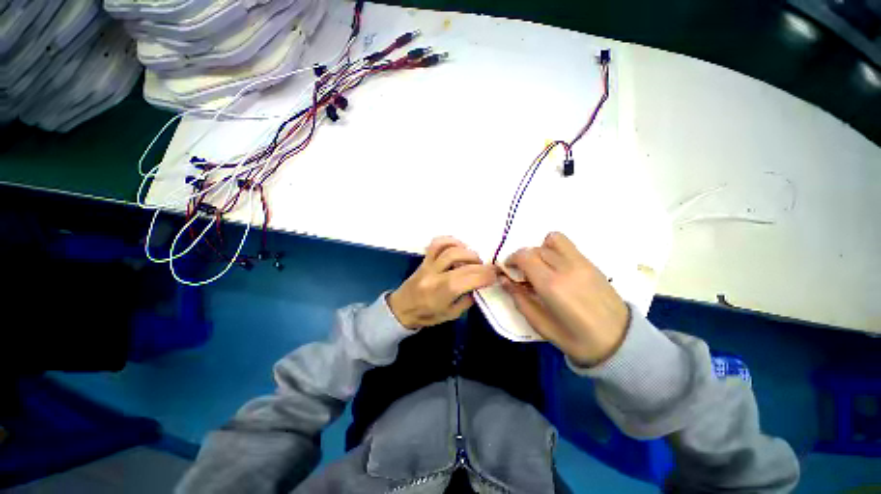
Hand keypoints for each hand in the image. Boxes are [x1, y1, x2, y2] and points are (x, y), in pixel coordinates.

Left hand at [388, 236, 497, 329]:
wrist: (401, 309)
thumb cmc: (427, 315)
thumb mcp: (451, 314)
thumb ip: (467, 299)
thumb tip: (480, 285)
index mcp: (442, 292)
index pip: (469, 279)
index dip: (487, 275)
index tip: (497, 275)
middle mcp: (435, 275)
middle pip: (462, 262)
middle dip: (481, 264)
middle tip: (488, 268)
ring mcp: (428, 265)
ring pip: (450, 250)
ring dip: (467, 252)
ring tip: (474, 260)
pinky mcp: (424, 259)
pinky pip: (436, 244)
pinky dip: (451, 241)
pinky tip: (459, 247)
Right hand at [501, 232, 628, 365]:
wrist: (620, 342)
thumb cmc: (575, 339)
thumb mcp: (540, 324)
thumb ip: (519, 299)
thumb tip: (503, 279)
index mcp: (552, 285)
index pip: (524, 256)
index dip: (511, 259)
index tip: (508, 270)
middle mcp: (566, 268)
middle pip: (535, 248)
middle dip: (523, 258)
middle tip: (523, 273)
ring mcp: (581, 263)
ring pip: (552, 240)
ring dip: (540, 249)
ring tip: (541, 266)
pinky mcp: (591, 263)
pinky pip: (567, 245)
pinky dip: (554, 248)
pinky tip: (556, 267)